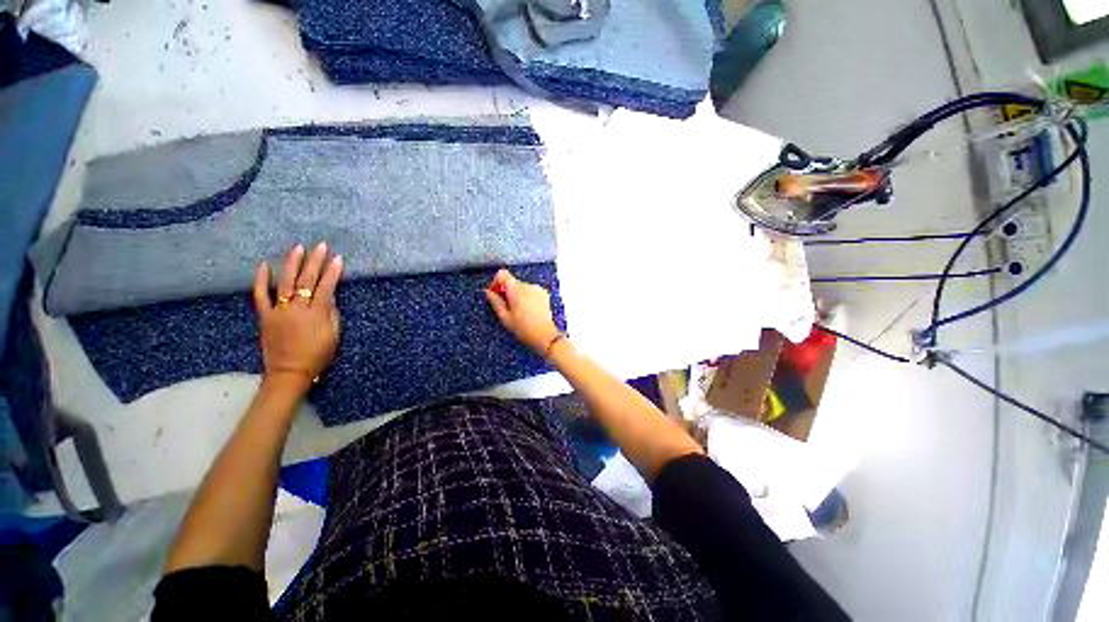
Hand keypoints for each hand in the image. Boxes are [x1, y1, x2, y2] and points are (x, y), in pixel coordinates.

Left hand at [253, 243, 342, 391]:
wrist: (290, 372)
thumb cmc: (318, 355)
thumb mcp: (334, 336)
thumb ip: (332, 315)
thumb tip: (330, 297)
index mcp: (316, 315)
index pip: (326, 288)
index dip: (332, 273)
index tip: (338, 259)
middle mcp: (297, 309)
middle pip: (306, 281)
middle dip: (314, 262)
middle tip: (320, 246)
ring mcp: (279, 311)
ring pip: (285, 283)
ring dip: (292, 264)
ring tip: (298, 248)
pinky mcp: (265, 316)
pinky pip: (261, 295)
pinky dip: (262, 280)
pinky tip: (265, 266)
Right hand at [485, 268, 560, 355]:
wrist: (545, 335)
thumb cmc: (524, 329)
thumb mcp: (505, 317)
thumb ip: (495, 302)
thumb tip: (488, 292)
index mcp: (516, 290)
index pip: (502, 274)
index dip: (496, 282)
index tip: (495, 292)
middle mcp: (528, 286)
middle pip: (512, 282)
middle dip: (506, 291)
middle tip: (505, 307)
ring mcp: (537, 289)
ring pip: (521, 287)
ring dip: (517, 295)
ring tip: (518, 311)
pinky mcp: (544, 294)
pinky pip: (531, 291)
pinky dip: (526, 297)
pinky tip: (527, 310)